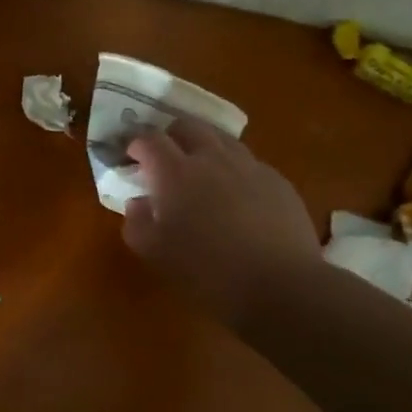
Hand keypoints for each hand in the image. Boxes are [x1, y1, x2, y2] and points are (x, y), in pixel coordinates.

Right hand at [122, 118, 318, 325]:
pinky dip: (234, 170)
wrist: (279, 285)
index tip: (132, 157)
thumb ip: (137, 222)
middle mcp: (212, 158)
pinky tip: (237, 197)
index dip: (137, 144)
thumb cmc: (206, 270)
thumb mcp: (154, 253)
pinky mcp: (278, 181)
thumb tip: (137, 202)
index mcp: (175, 172)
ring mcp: (249, 166)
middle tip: (165, 158)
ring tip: (202, 173)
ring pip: (222, 139)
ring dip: (205, 147)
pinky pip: (249, 163)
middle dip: (171, 135)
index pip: (150, 139)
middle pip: (188, 126)